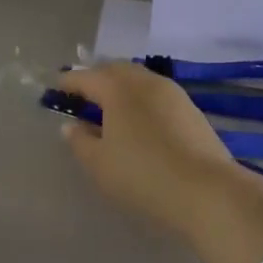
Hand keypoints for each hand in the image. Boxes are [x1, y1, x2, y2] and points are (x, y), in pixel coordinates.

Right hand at [56, 63, 262, 262]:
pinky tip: (139, 121)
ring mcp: (173, 93)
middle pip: (114, 71)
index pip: (86, 77)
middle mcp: (145, 81)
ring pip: (139, 80)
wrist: (207, 191)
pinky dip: (141, 100)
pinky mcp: (191, 110)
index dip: (68, 82)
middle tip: (82, 95)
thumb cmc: (143, 175)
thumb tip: (72, 126)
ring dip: (121, 88)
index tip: (55, 89)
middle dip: (96, 79)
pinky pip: (156, 95)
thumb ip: (80, 141)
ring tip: (109, 108)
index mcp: (118, 88)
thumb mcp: (100, 164)